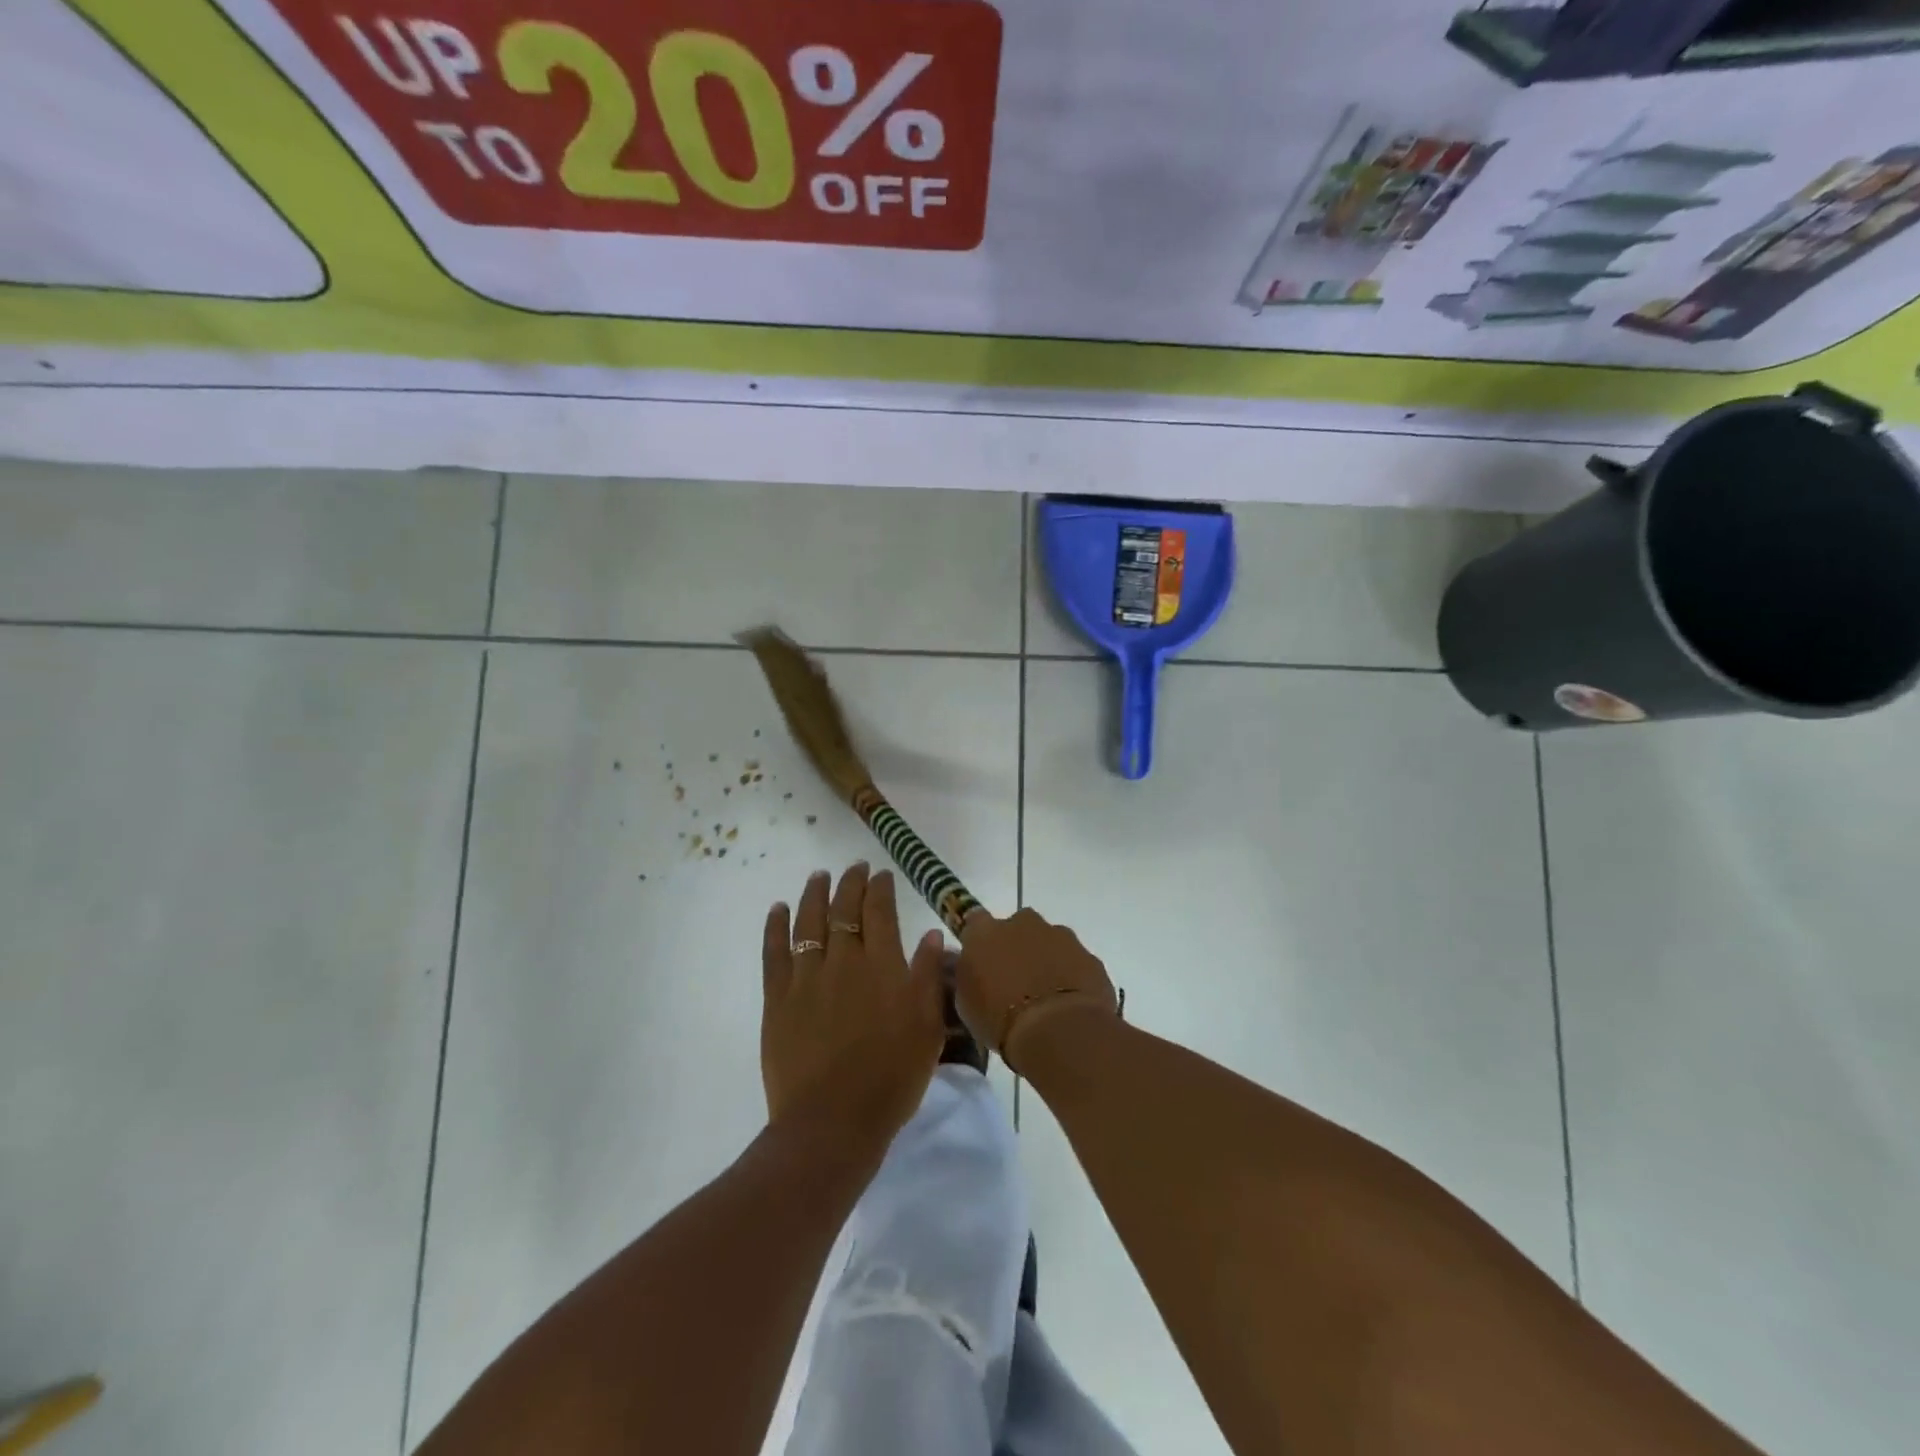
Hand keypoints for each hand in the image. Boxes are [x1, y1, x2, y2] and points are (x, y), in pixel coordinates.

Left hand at [761, 863, 947, 1150]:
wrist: (833, 1122)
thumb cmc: (891, 1078)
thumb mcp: (927, 1029)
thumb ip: (928, 977)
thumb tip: (931, 934)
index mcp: (882, 966)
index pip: (880, 912)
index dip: (880, 888)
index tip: (881, 874)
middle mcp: (843, 961)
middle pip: (844, 910)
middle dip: (850, 883)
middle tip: (854, 867)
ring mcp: (806, 978)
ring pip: (809, 922)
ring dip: (814, 895)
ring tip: (819, 876)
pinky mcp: (778, 999)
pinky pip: (774, 952)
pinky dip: (775, 927)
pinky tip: (777, 909)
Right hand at [955, 908, 1119, 1071]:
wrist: (1058, 1029)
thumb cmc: (999, 1019)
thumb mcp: (966, 1003)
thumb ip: (968, 976)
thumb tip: (974, 969)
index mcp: (984, 932)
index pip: (975, 921)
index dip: (980, 939)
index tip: (982, 958)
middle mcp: (1021, 923)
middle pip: (1016, 927)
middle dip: (1016, 946)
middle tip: (1015, 979)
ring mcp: (1059, 935)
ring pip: (1048, 940)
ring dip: (1045, 959)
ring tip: (1045, 995)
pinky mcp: (1087, 954)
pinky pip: (1074, 961)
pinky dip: (1071, 974)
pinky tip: (1068, 1003)